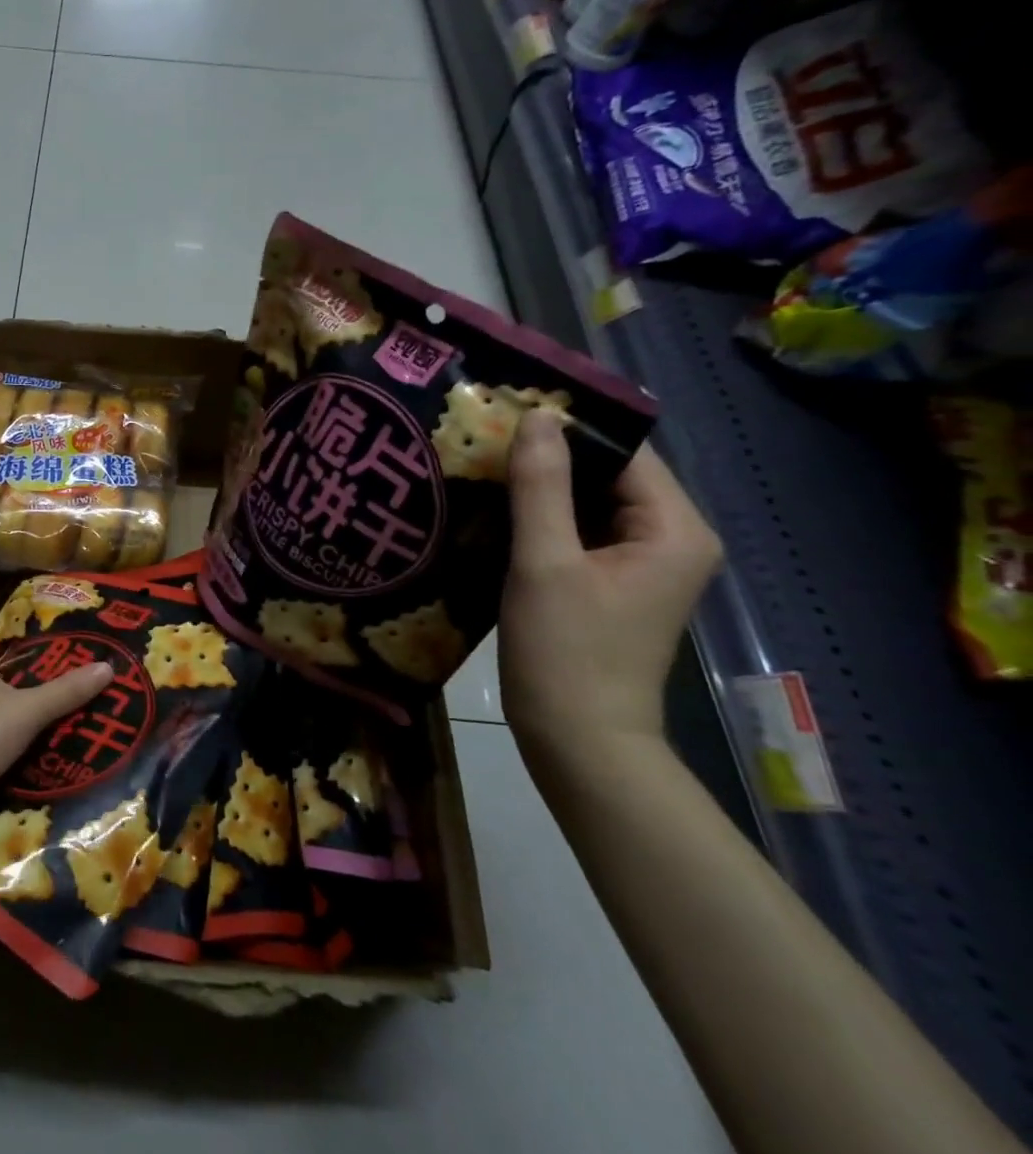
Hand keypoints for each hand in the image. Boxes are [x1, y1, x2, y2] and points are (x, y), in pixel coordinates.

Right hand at [499, 410, 722, 751]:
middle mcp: (671, 538)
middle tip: (482, 438)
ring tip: (480, 466)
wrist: (578, 741)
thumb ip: (540, 486)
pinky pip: (580, 532)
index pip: (625, 452)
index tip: (504, 412)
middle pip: (609, 475)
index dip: (568, 428)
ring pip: (590, 503)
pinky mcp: (612, 583)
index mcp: (673, 528)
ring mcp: (642, 563)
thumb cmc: (565, 651)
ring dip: (541, 487)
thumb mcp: (544, 563)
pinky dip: (543, 518)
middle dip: (549, 457)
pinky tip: (494, 510)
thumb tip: (537, 417)